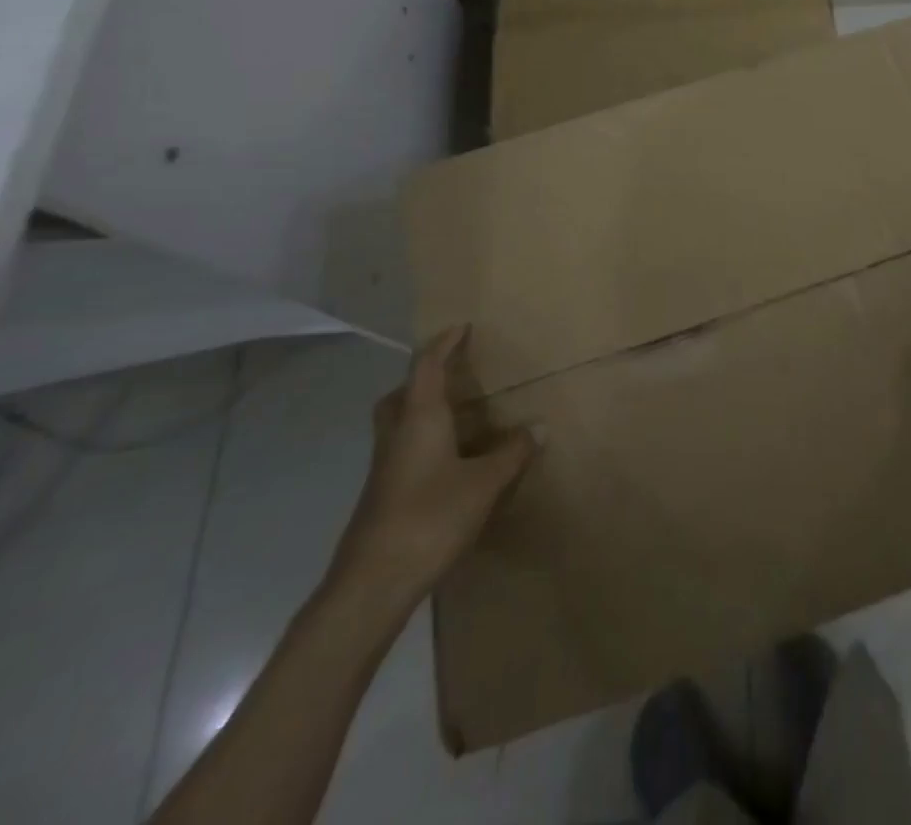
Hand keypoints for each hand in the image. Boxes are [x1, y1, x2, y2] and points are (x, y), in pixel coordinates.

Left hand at [328, 326, 535, 607]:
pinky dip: (423, 441)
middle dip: (424, 377)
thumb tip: (539, 426)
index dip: (444, 343)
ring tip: (457, 415)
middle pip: (401, 392)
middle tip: (452, 374)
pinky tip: (448, 461)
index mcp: (419, 418)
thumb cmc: (429, 517)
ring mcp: (384, 466)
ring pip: (398, 423)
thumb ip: (512, 453)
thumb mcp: (484, 483)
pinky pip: (402, 449)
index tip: (461, 327)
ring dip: (421, 410)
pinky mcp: (382, 494)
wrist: (372, 583)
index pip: (427, 366)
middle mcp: (396, 434)